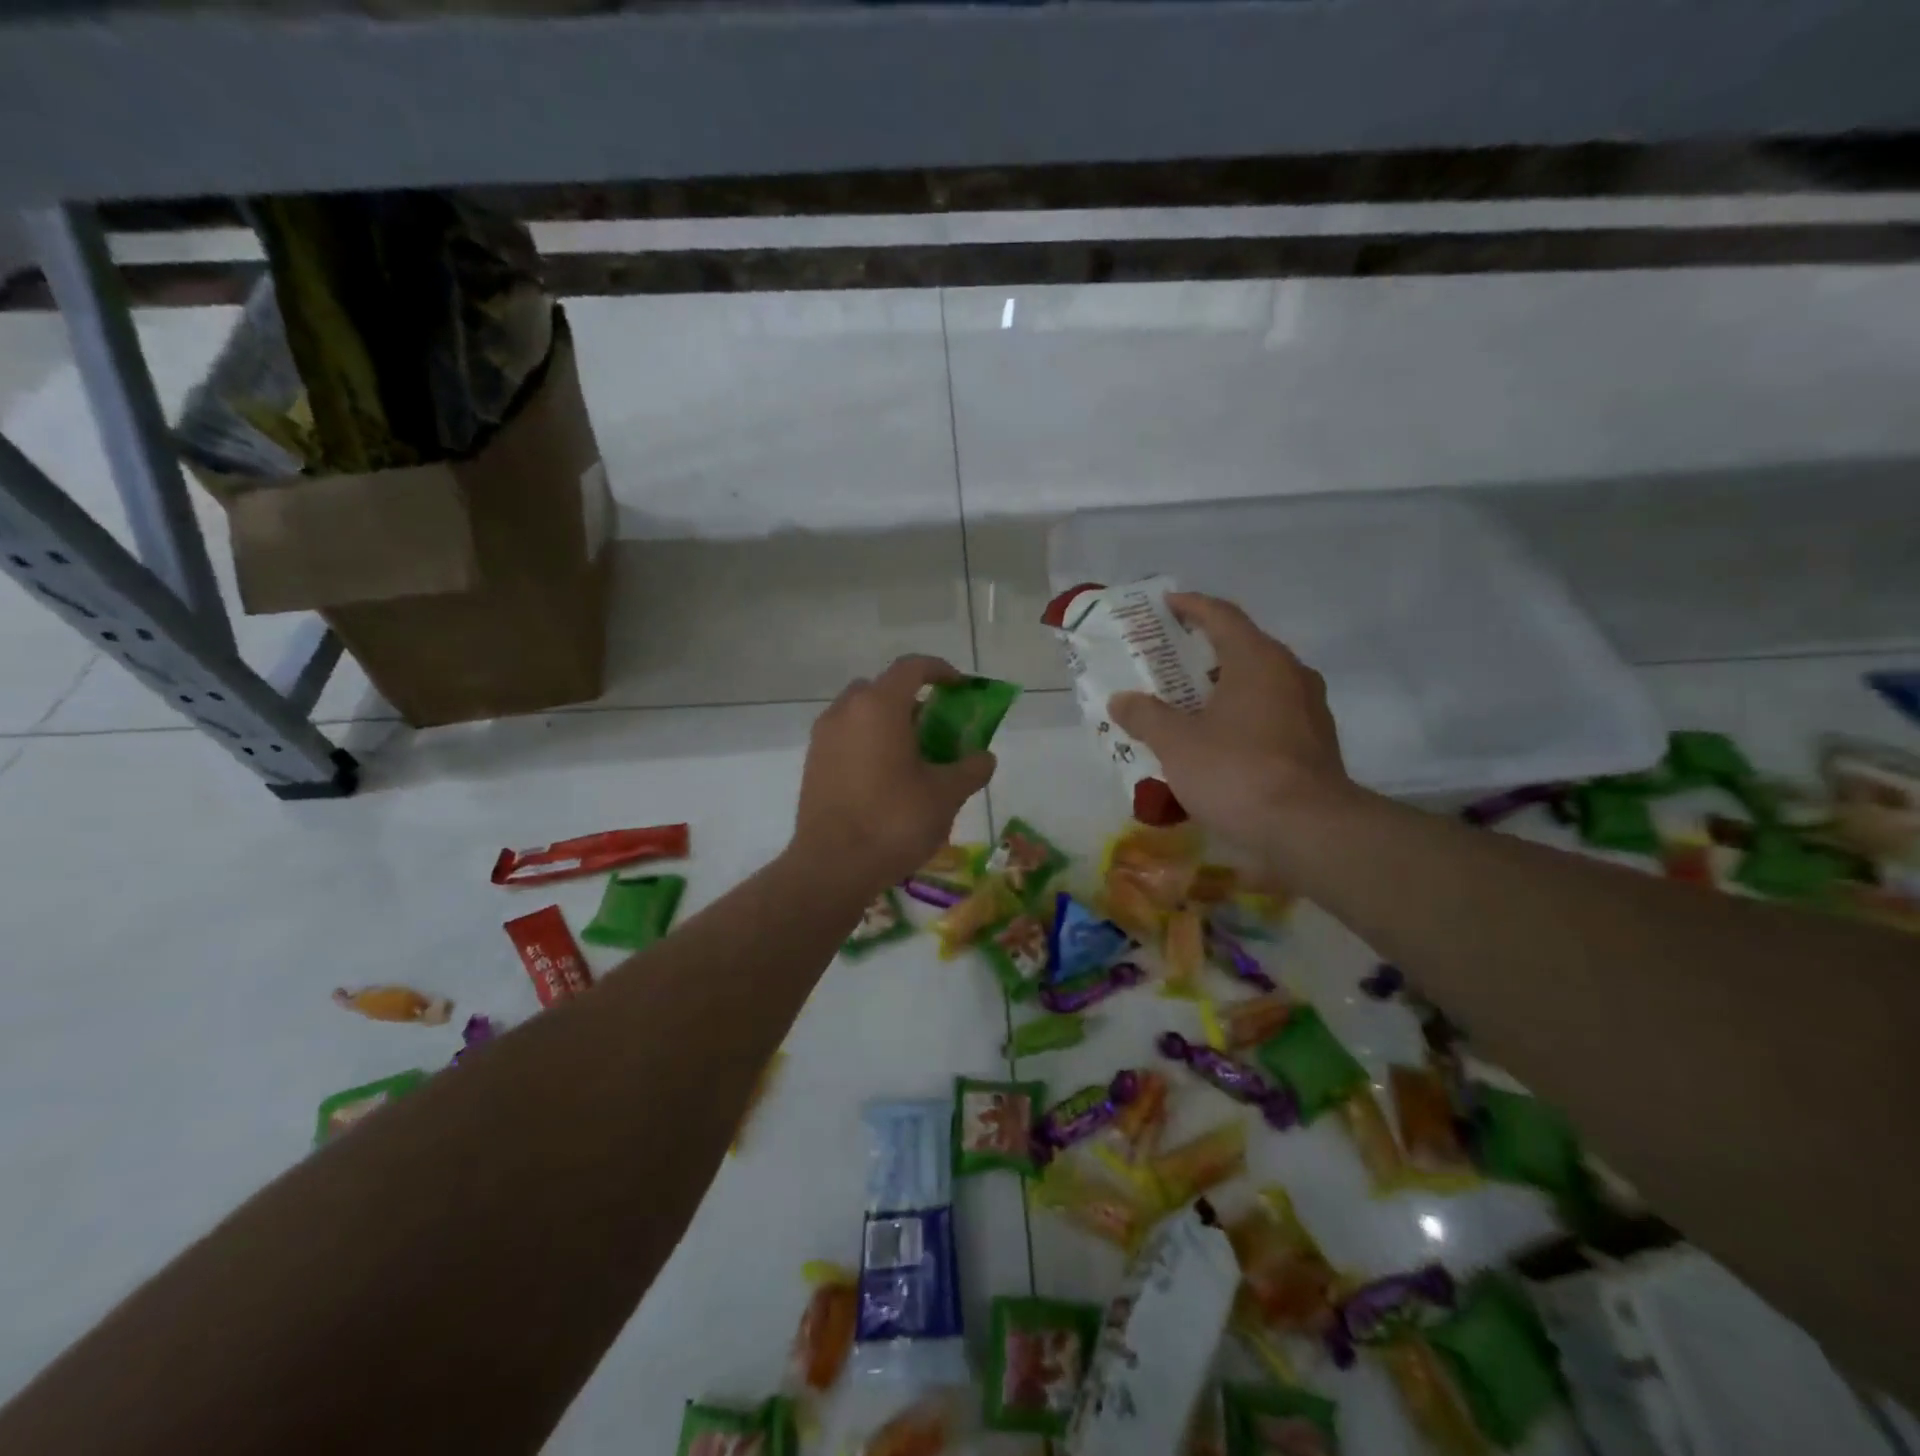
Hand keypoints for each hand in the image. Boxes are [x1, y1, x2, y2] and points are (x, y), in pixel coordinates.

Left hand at [794, 656, 997, 891]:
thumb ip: (971, 769)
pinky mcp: (812, 764)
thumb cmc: (894, 821)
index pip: (912, 667)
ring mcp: (823, 737)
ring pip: (860, 713)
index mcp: (879, 706)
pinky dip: (867, 743)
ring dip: (887, 723)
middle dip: (912, 700)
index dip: (941, 670)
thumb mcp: (946, 795)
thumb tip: (984, 757)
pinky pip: (845, 738)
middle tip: (936, 727)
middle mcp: (845, 711)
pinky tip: (885, 779)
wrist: (832, 867)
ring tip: (913, 757)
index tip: (960, 688)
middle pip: (883, 688)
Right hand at [1108, 593, 1356, 857]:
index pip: (1222, 616)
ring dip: (1225, 687)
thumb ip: (1146, 716)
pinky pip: (1272, 714)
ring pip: (1260, 683)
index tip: (1168, 605)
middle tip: (1170, 661)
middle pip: (1243, 648)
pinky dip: (1244, 715)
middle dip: (1205, 651)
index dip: (1192, 606)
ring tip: (1190, 703)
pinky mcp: (1317, 742)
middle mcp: (1290, 673)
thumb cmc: (1236, 771)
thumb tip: (1121, 700)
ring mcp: (1310, 708)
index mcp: (1257, 660)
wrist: (1309, 829)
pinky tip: (1221, 741)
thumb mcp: (1177, 744)